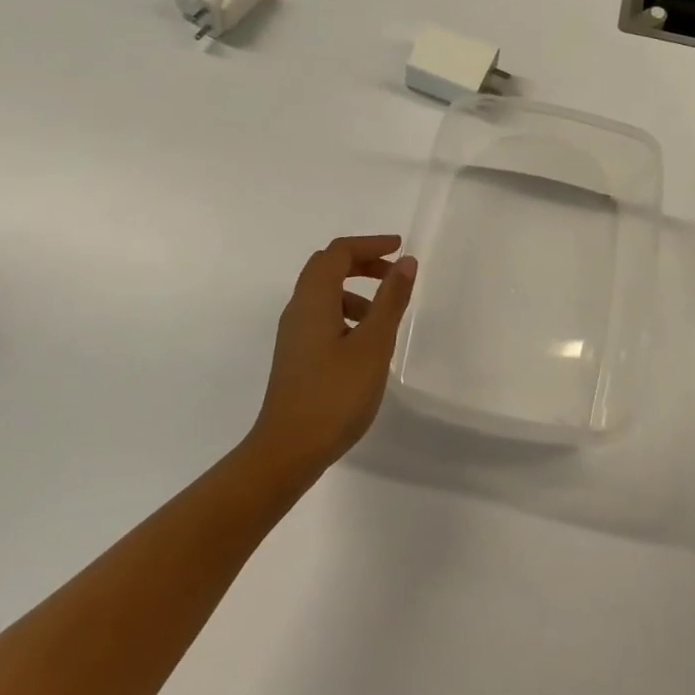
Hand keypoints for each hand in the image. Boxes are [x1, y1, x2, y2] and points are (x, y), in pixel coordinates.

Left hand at [246, 235, 417, 475]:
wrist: (288, 449)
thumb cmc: (334, 394)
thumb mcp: (373, 345)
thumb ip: (390, 300)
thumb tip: (405, 262)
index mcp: (313, 300)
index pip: (338, 252)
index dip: (369, 244)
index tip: (400, 248)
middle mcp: (298, 309)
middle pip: (326, 267)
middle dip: (361, 263)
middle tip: (394, 274)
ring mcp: (294, 334)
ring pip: (323, 294)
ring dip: (355, 290)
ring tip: (384, 314)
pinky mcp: (296, 355)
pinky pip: (321, 317)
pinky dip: (346, 313)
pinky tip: (365, 342)